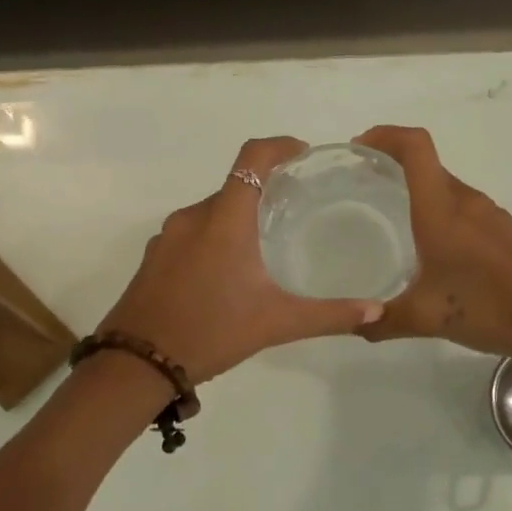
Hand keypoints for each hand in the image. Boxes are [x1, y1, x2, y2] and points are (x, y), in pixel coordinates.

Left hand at [98, 137, 383, 383]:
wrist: (136, 364)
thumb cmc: (210, 332)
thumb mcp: (276, 323)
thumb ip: (328, 314)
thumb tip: (375, 310)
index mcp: (225, 220)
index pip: (253, 158)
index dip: (280, 146)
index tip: (303, 155)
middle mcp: (193, 217)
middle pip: (235, 186)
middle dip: (266, 189)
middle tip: (297, 209)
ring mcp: (168, 237)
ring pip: (212, 212)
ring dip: (240, 217)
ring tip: (267, 243)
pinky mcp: (154, 258)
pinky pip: (192, 233)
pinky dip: (215, 238)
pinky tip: (229, 273)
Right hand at [353, 125, 511, 365]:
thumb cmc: (491, 307)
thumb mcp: (428, 318)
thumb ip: (385, 320)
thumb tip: (357, 324)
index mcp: (442, 210)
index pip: (415, 148)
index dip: (385, 136)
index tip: (359, 147)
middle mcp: (467, 204)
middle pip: (428, 167)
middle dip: (394, 167)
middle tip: (364, 189)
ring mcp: (492, 218)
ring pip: (448, 191)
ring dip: (420, 194)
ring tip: (393, 220)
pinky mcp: (508, 235)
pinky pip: (466, 213)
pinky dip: (443, 217)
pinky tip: (435, 252)